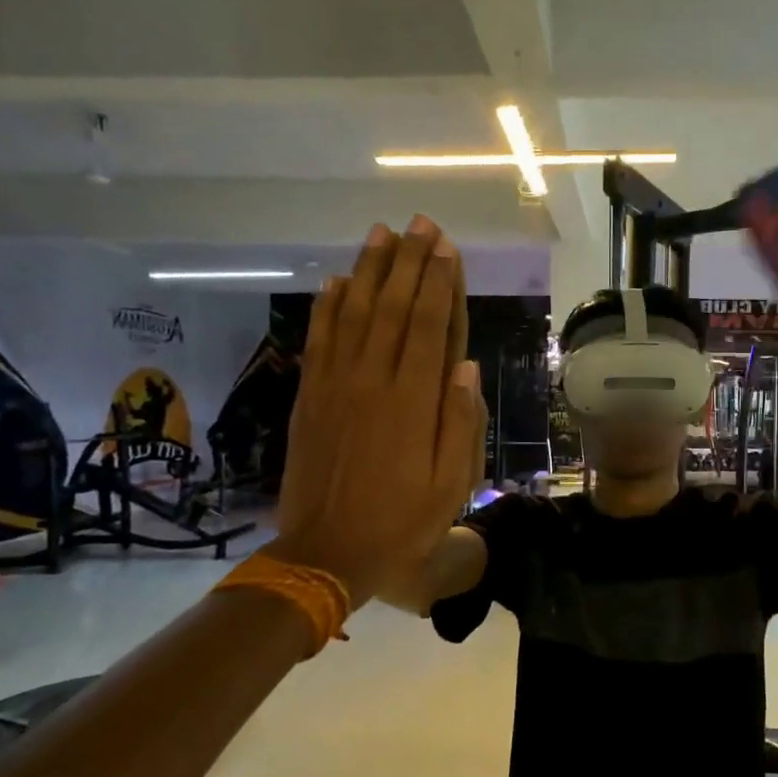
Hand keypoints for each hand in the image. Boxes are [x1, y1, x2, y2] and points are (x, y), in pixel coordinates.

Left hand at [269, 218, 485, 606]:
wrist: (327, 552)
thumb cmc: (402, 522)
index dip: (439, 283)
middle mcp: (374, 381)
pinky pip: (320, 340)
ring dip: (370, 270)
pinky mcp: (310, 396)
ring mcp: (337, 385)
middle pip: (393, 308)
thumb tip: (466, 365)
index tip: (445, 247)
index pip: (430, 326)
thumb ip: (461, 422)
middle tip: (420, 224)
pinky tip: (337, 280)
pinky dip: (328, 306)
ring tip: (381, 233)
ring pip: (355, 313)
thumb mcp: (452, 484)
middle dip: (409, 262)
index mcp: (414, 402)